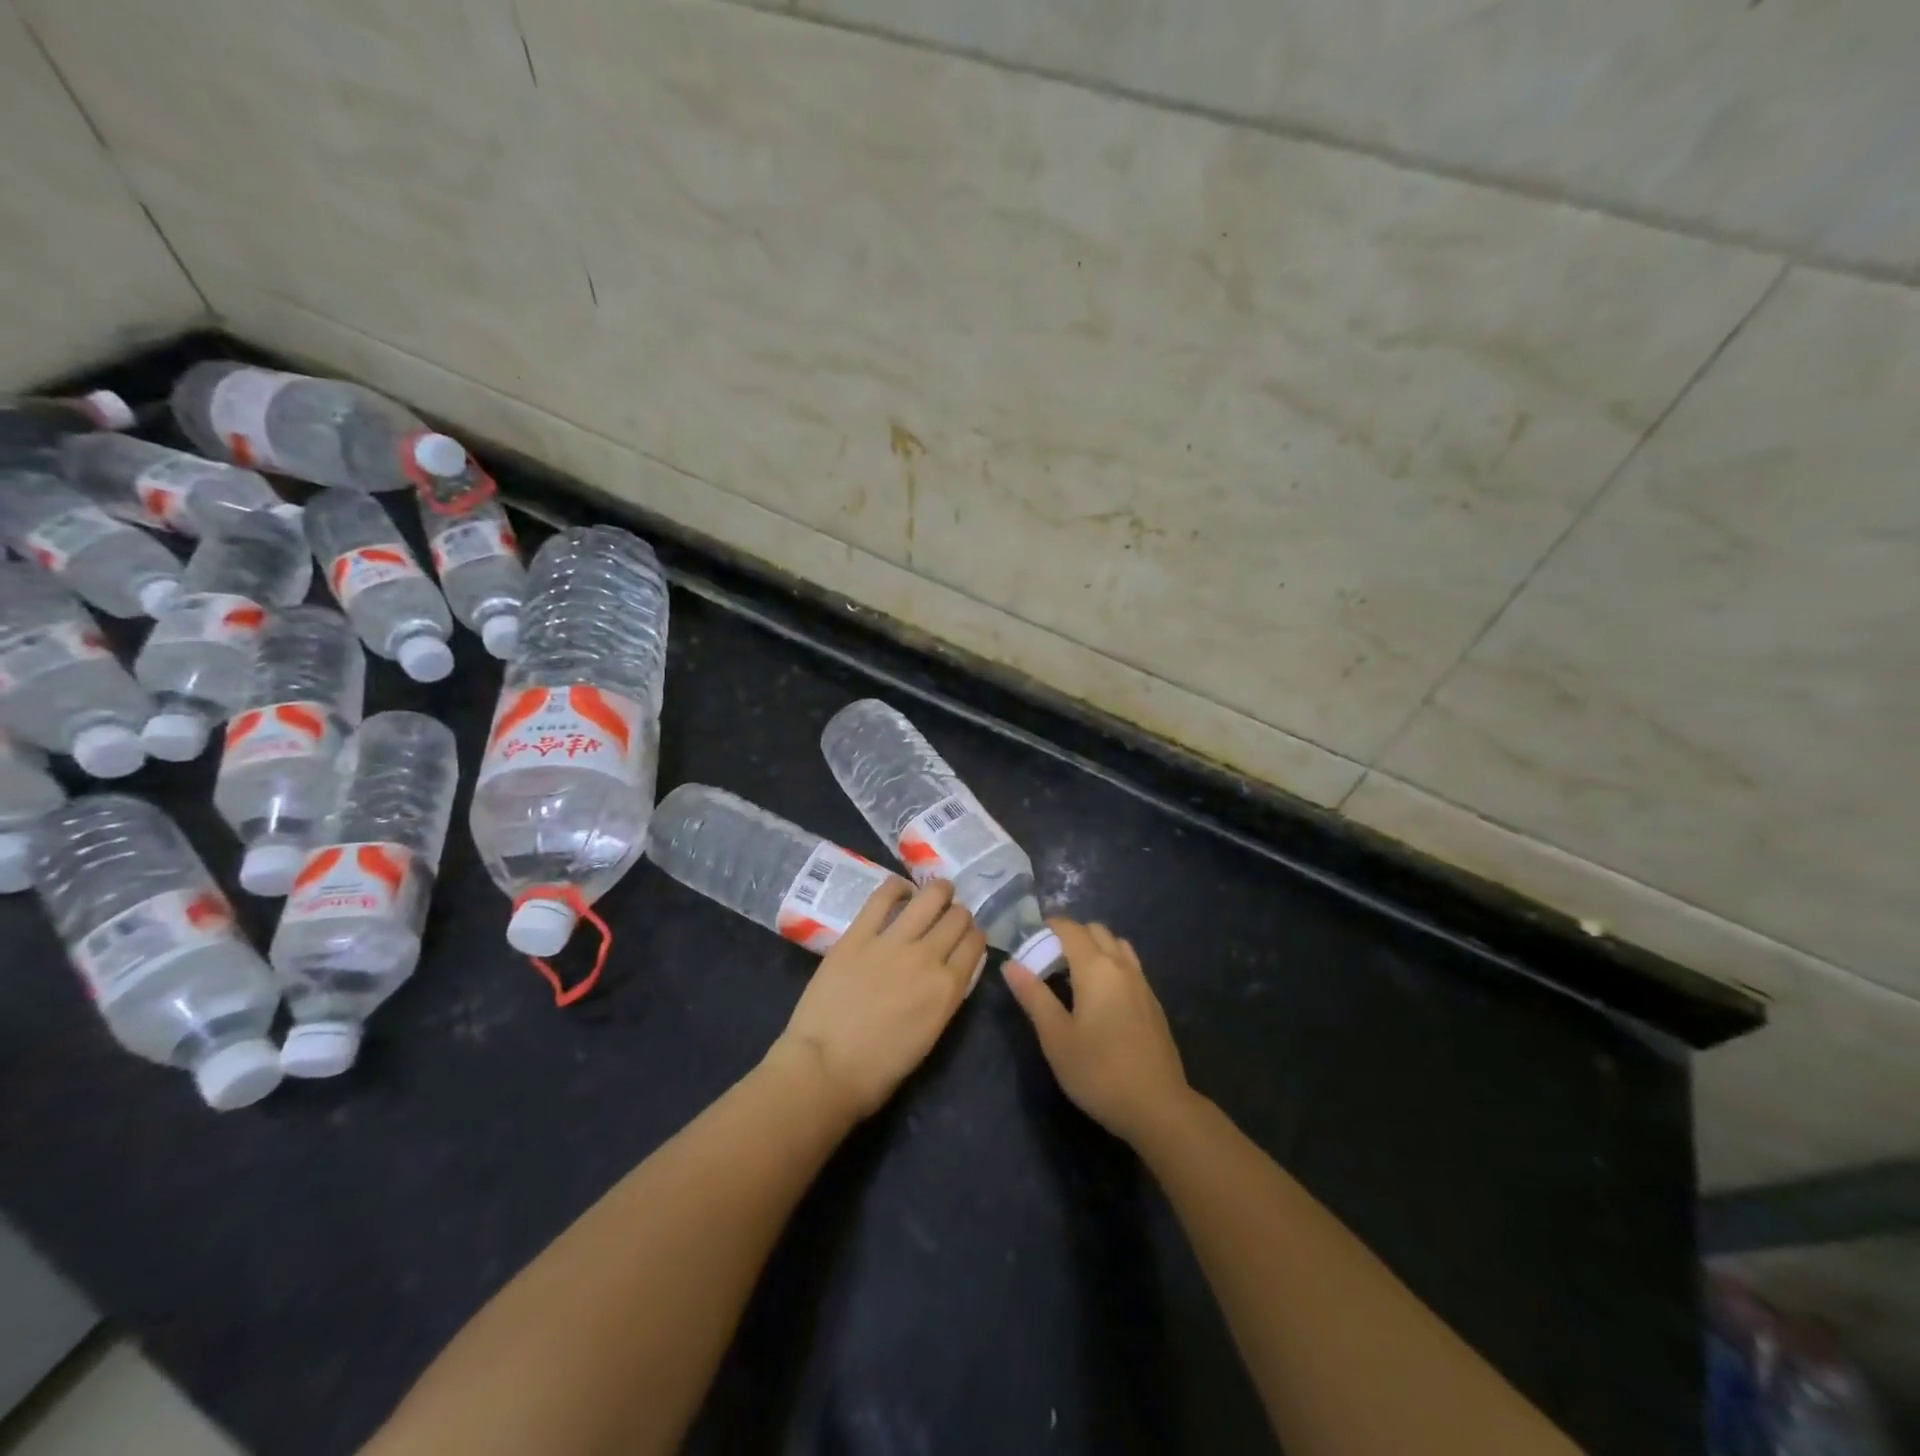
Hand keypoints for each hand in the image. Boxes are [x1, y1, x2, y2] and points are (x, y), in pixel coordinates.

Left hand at [767, 878, 985, 1124]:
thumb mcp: (929, 1035)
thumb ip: (944, 997)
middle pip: (957, 917)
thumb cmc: (878, 1069)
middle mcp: (928, 957)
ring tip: (935, 893)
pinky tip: (900, 891)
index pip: (975, 944)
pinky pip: (883, 896)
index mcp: (948, 989)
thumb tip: (948, 972)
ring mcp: (892, 941)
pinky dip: (897, 887)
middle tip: (949, 918)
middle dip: (958, 914)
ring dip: (938, 891)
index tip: (967, 937)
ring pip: (930, 897)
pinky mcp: (858, 933)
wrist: (824, 1068)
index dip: (974, 936)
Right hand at [1002, 919, 1192, 1146]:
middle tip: (1048, 958)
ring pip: (1117, 945)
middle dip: (1072, 934)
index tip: (1030, 937)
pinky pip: (1129, 966)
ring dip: (1095, 947)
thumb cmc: (1098, 1071)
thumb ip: (1033, 996)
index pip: (1071, 929)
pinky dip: (1111, 964)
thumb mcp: (1056, 1037)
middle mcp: (1121, 966)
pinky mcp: (1153, 1003)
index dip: (1049, 925)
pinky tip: (1101, 996)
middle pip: (1096, 931)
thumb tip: (1011, 964)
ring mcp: (1142, 983)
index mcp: (1095, 967)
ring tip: (1074, 973)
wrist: (1158, 1107)